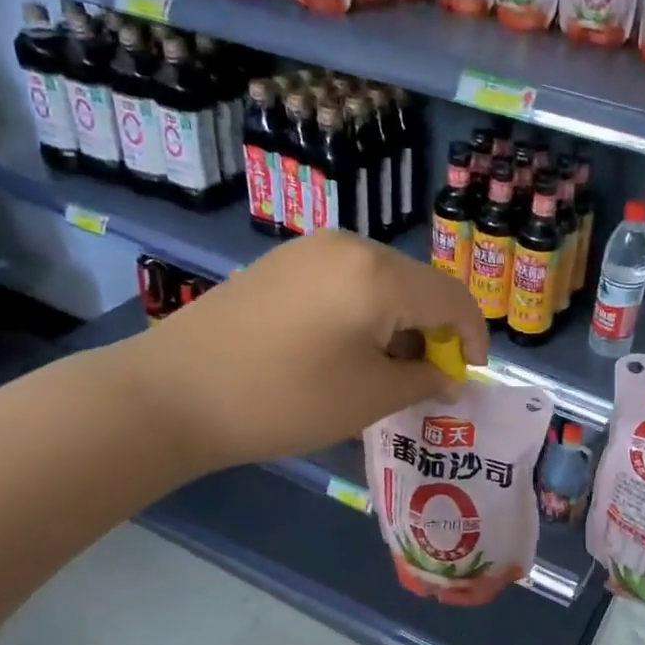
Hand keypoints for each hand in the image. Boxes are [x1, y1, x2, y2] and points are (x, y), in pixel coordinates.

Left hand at [108, 232, 489, 474]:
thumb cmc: (284, 399)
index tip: (468, 376)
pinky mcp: (281, 263)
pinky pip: (344, 282)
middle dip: (432, 333)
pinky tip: (341, 350)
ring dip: (397, 324)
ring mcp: (309, 249)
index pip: (453, 299)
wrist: (171, 394)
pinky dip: (362, 314)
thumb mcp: (369, 398)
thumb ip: (425, 380)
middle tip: (423, 380)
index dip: (473, 338)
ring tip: (381, 371)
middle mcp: (349, 245)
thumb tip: (451, 376)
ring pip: (381, 283)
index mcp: (379, 274)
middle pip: (418, 286)